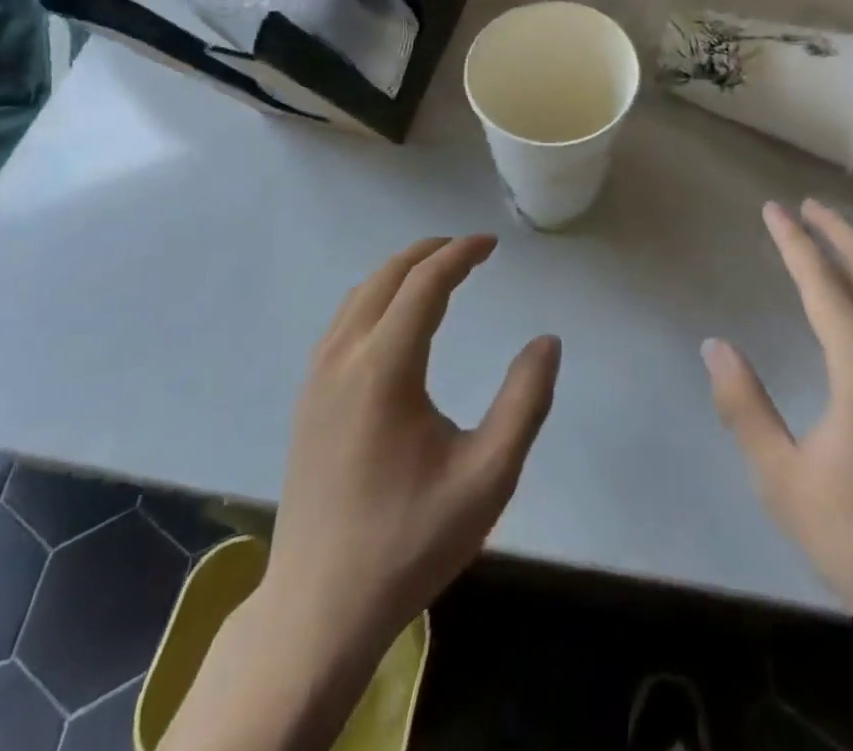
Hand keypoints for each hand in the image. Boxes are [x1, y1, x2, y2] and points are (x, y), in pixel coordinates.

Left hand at [260, 235, 560, 661]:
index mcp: (384, 367)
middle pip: (386, 276)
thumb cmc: (409, 541)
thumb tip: (546, 342)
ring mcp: (317, 378)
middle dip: (430, 252)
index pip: (425, 283)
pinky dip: (375, 297)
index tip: (491, 244)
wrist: (318, 609)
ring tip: (438, 273)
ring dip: (400, 272)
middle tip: (469, 249)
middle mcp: (343, 357)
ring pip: (358, 295)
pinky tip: (394, 319)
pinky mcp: (307, 399)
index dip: (461, 254)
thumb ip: (524, 402)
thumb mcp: (488, 478)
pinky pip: (343, 322)